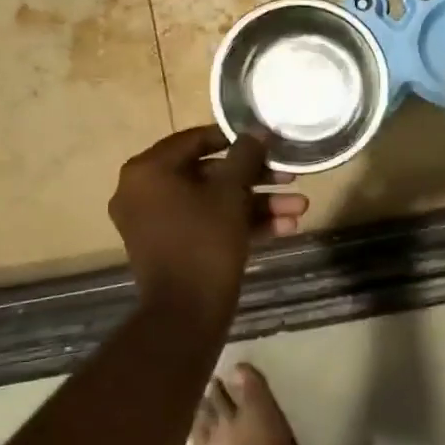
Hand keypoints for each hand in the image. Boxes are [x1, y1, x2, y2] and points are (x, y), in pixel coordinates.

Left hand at [109, 126, 309, 321]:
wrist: (186, 312)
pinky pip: (210, 225)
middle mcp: (145, 193)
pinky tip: (286, 227)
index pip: (195, 140)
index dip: (235, 139)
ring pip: (215, 202)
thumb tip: (257, 132)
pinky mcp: (175, 248)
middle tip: (290, 178)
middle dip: (256, 179)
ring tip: (300, 208)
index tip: (267, 142)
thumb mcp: (231, 192)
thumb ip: (245, 156)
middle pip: (210, 174)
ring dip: (259, 204)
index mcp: (148, 172)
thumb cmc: (205, 241)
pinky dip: (243, 224)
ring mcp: (158, 223)